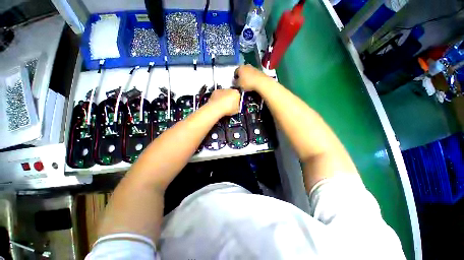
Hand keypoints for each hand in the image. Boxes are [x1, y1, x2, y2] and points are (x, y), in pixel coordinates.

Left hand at [207, 88, 239, 115]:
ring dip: (224, 98)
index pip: (238, 96)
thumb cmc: (227, 108)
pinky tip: (218, 105)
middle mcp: (229, 89)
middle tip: (229, 106)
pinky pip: (218, 95)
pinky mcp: (215, 92)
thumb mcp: (237, 110)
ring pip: (224, 94)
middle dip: (230, 99)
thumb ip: (238, 107)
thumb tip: (237, 108)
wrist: (217, 108)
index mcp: (236, 92)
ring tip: (223, 106)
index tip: (235, 105)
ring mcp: (222, 90)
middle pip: (231, 93)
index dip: (237, 101)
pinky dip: (218, 99)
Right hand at [233, 65, 270, 91]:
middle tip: (241, 83)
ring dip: (247, 77)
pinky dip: (252, 78)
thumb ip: (235, 83)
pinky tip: (252, 83)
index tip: (235, 83)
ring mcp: (253, 67)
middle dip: (241, 76)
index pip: (235, 72)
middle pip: (242, 71)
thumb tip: (235, 82)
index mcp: (240, 68)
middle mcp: (246, 65)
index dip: (235, 78)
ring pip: (248, 72)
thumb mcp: (239, 85)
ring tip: (247, 83)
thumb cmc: (247, 83)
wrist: (261, 82)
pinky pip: (253, 74)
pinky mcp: (259, 70)